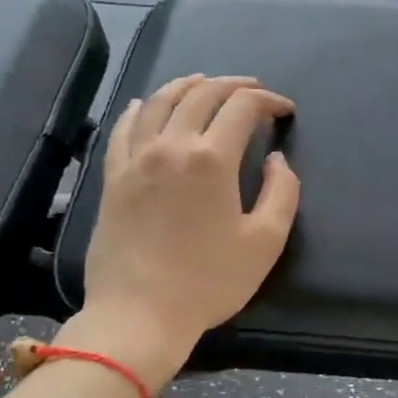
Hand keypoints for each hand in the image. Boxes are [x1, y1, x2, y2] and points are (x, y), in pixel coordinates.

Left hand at [66, 75, 299, 388]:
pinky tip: (147, 105)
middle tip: (253, 90)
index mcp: (211, 159)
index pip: (242, 107)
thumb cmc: (209, 281)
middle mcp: (170, 146)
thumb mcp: (265, 242)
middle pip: (201, 95)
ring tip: (205, 83)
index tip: (285, 110)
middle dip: (233, 85)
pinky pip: (124, 129)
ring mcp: (135, 159)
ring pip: (160, 102)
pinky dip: (141, 109)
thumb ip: (281, 193)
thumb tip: (275, 160)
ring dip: (188, 86)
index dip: (268, 101)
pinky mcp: (112, 178)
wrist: (139, 314)